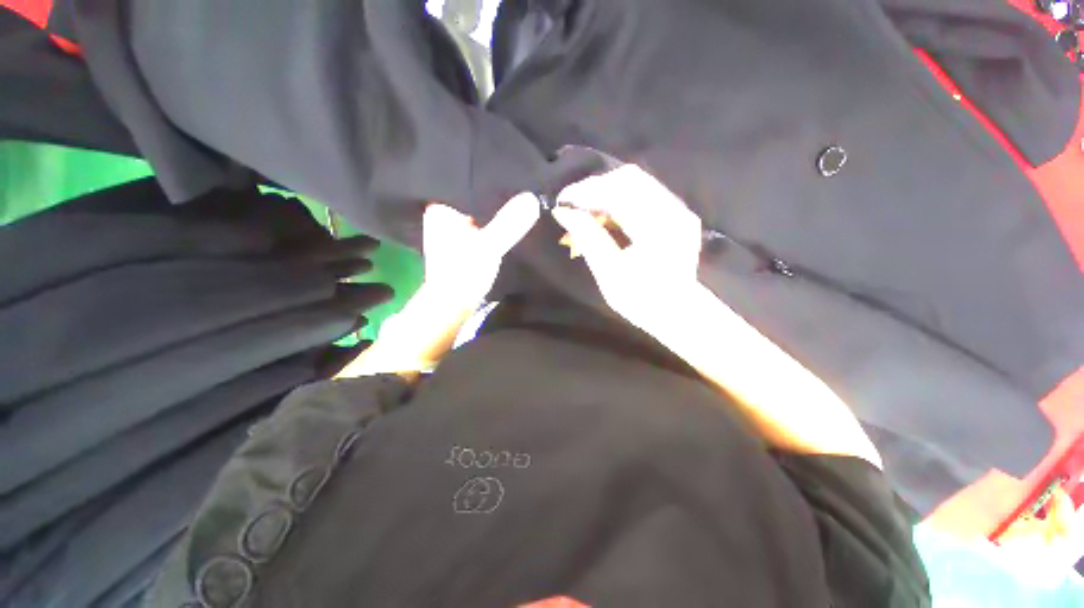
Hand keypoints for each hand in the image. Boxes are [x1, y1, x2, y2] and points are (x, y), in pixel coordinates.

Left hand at [336, 193, 538, 378]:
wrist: (454, 304)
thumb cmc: (463, 274)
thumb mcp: (487, 247)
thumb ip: (507, 225)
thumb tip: (532, 198)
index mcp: (442, 207)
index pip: (467, 180)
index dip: (490, 175)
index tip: (513, 167)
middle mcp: (445, 212)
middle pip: (474, 193)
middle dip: (495, 190)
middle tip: (521, 178)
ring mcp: (455, 225)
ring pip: (479, 207)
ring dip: (496, 205)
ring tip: (520, 191)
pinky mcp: (465, 238)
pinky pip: (482, 220)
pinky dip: (494, 219)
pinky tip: (510, 213)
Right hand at [551, 165, 701, 329]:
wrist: (677, 312)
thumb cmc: (641, 300)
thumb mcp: (609, 273)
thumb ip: (588, 238)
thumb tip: (563, 213)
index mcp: (658, 229)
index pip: (618, 193)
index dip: (586, 192)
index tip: (562, 201)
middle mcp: (673, 211)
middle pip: (630, 178)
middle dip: (595, 187)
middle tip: (573, 204)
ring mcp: (678, 210)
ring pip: (637, 182)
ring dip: (606, 191)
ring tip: (585, 208)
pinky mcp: (677, 213)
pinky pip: (644, 192)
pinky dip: (620, 198)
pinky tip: (606, 213)